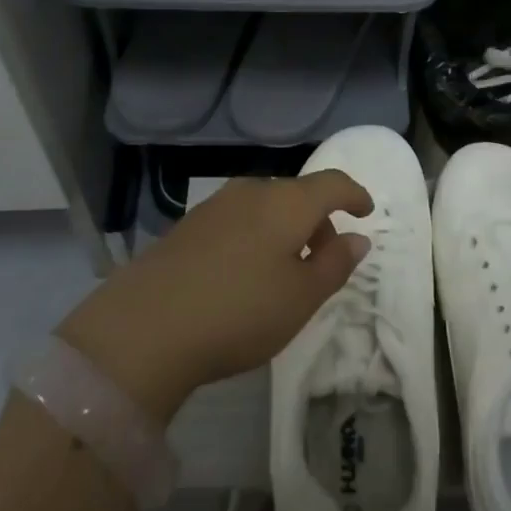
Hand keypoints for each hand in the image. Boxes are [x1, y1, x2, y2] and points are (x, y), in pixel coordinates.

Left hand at [56, 171, 372, 423]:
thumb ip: (335, 264)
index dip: (355, 194)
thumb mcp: (301, 298)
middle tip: (325, 261)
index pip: (332, 183)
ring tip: (285, 273)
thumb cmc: (239, 311)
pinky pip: (238, 220)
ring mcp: (215, 206)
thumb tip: (357, 238)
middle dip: (318, 221)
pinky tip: (245, 274)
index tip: (366, 212)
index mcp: (287, 202)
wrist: (144, 327)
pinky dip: (256, 237)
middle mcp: (252, 191)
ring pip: (266, 207)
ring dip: (285, 230)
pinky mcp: (188, 226)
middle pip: (297, 195)